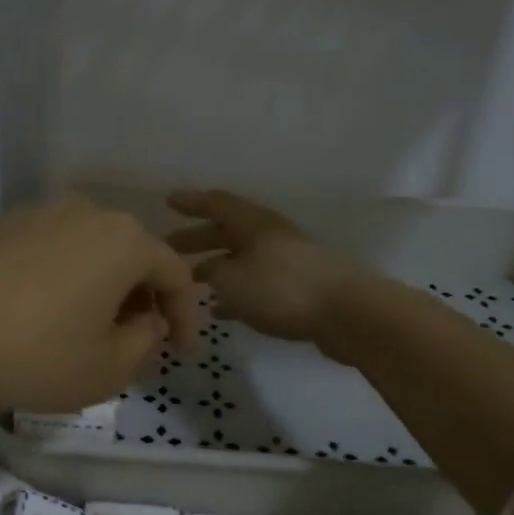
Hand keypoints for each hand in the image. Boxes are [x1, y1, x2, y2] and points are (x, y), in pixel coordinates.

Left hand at [0, 195, 201, 412]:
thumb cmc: (34, 355)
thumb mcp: (108, 369)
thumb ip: (146, 342)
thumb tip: (147, 321)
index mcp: (123, 240)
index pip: (176, 273)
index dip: (186, 316)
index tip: (179, 352)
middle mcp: (84, 211)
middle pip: (130, 253)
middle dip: (141, 296)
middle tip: (134, 338)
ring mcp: (35, 211)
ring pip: (86, 247)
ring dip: (97, 282)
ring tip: (84, 323)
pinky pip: (44, 248)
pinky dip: (55, 274)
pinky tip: (34, 309)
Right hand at [167, 189, 361, 343]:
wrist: (346, 314)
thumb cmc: (282, 288)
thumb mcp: (232, 279)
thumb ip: (212, 270)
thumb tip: (207, 269)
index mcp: (253, 223)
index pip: (215, 203)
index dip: (191, 202)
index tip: (167, 201)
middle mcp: (269, 235)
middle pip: (227, 230)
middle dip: (197, 238)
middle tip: (169, 247)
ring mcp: (286, 261)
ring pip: (241, 258)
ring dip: (216, 266)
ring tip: (191, 280)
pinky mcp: (297, 288)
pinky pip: (256, 283)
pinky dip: (236, 292)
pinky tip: (220, 310)